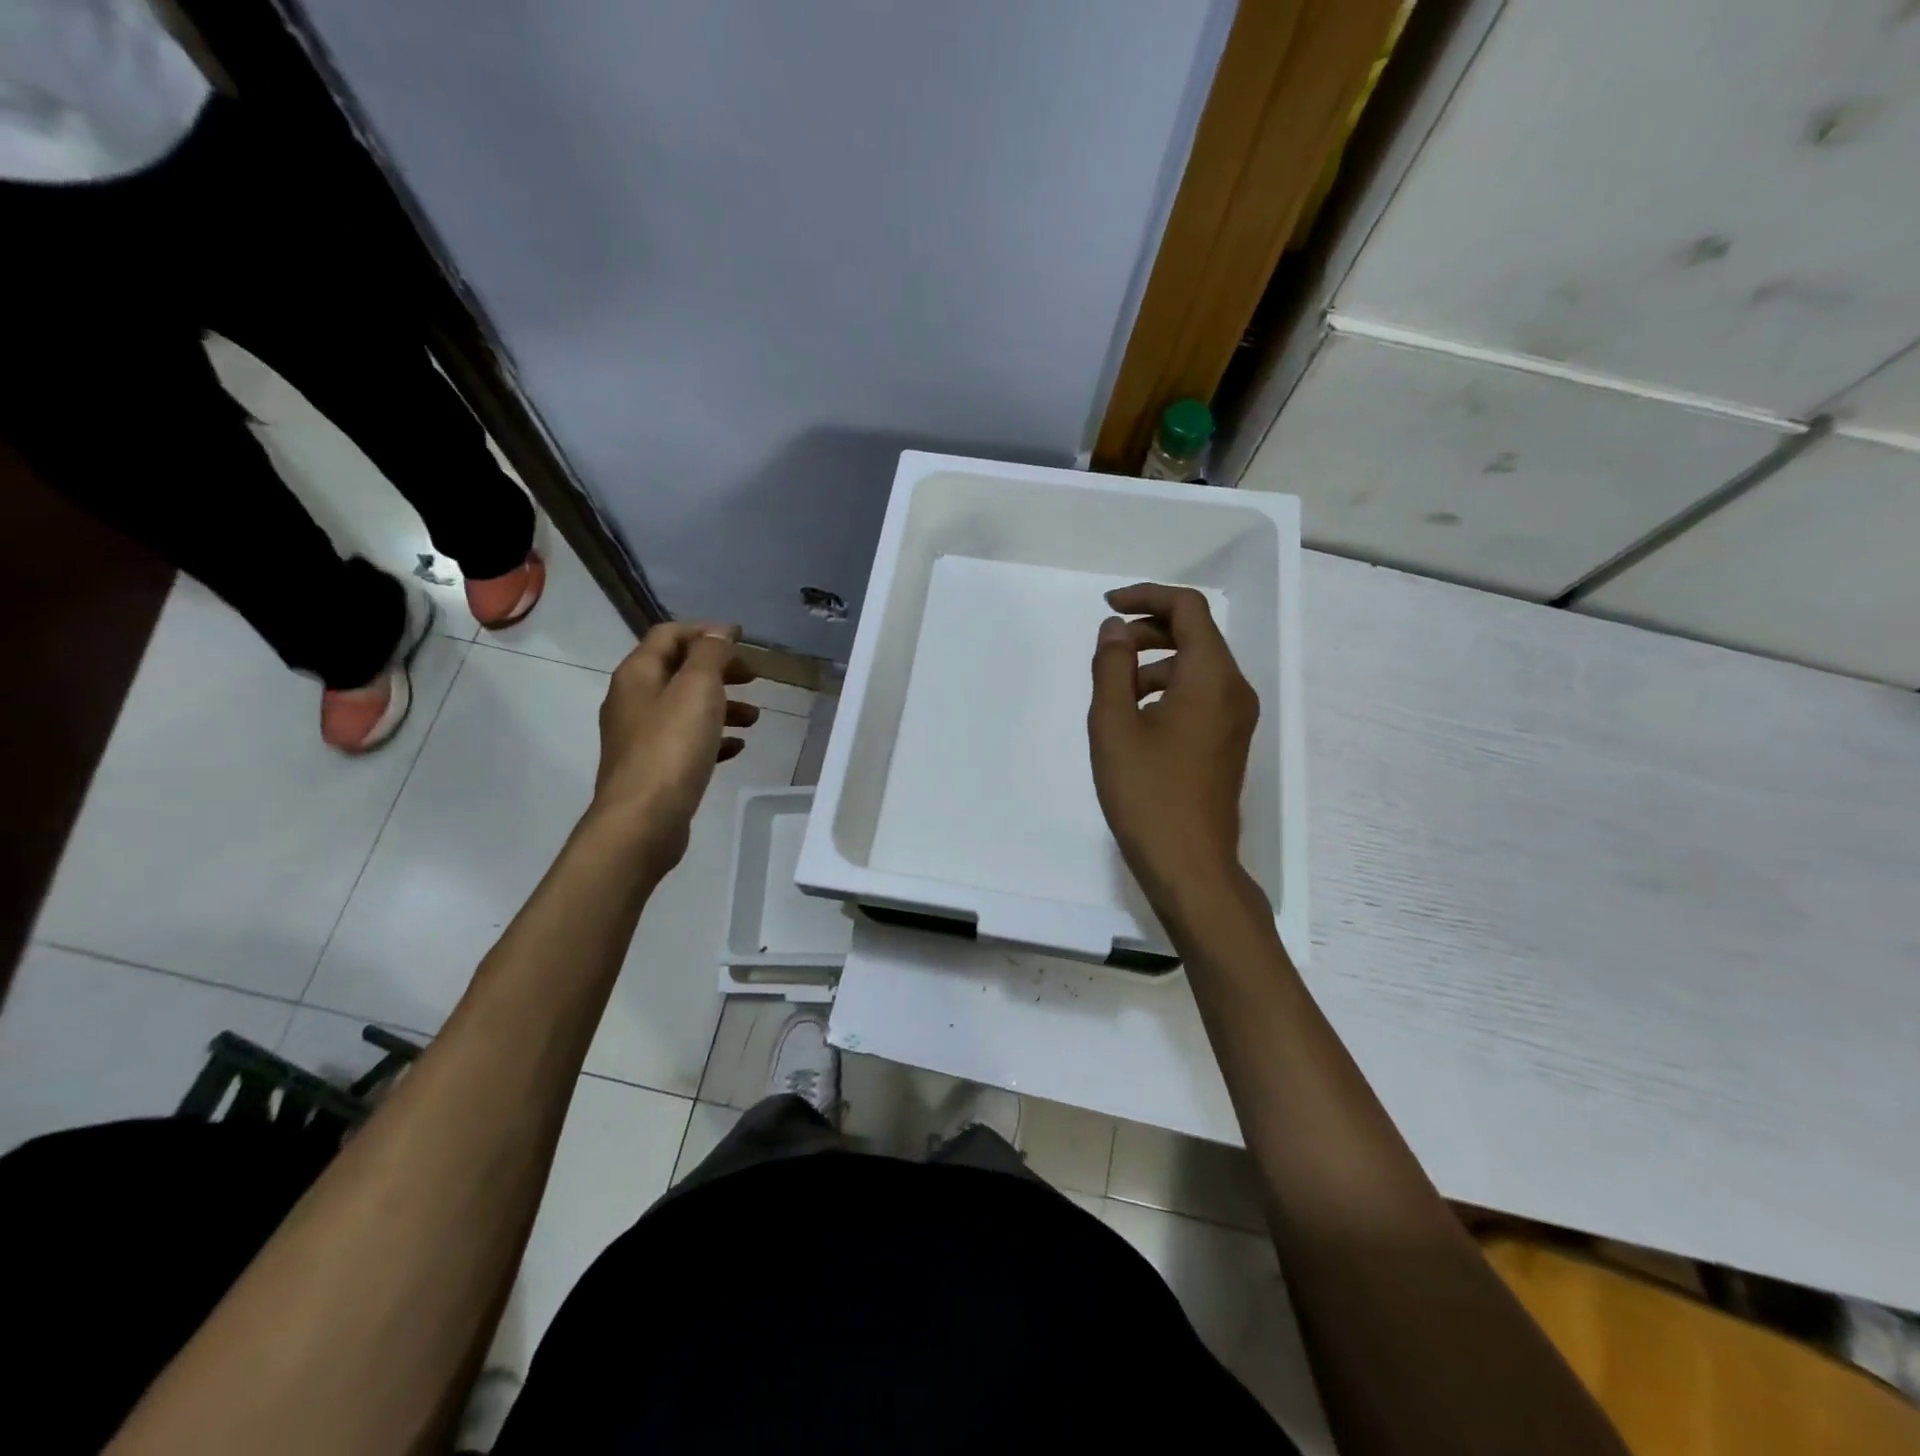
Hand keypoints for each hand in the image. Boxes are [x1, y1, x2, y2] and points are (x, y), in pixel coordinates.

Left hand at [590, 621, 758, 874]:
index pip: (669, 635)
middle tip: (754, 677)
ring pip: (686, 708)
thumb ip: (710, 654)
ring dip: (722, 705)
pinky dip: (714, 737)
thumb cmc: (671, 747)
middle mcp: (633, 700)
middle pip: (679, 671)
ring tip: (755, 717)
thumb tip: (719, 632)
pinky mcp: (654, 768)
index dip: (706, 631)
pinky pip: (687, 741)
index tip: (743, 638)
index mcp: (638, 674)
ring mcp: (641, 737)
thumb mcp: (697, 688)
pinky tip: (738, 747)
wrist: (643, 820)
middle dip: (718, 669)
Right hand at [1088, 584, 1257, 914]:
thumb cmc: (1146, 793)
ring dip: (1156, 661)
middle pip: (1196, 635)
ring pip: (1197, 666)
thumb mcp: (1113, 725)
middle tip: (1107, 647)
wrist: (1190, 864)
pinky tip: (1136, 716)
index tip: (1107, 606)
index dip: (1146, 597)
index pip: (1188, 609)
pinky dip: (1168, 687)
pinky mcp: (1229, 742)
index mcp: (1211, 676)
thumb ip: (1111, 666)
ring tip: (1114, 687)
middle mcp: (1234, 689)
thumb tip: (1115, 629)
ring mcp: (1237, 718)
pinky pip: (1201, 694)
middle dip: (1149, 629)